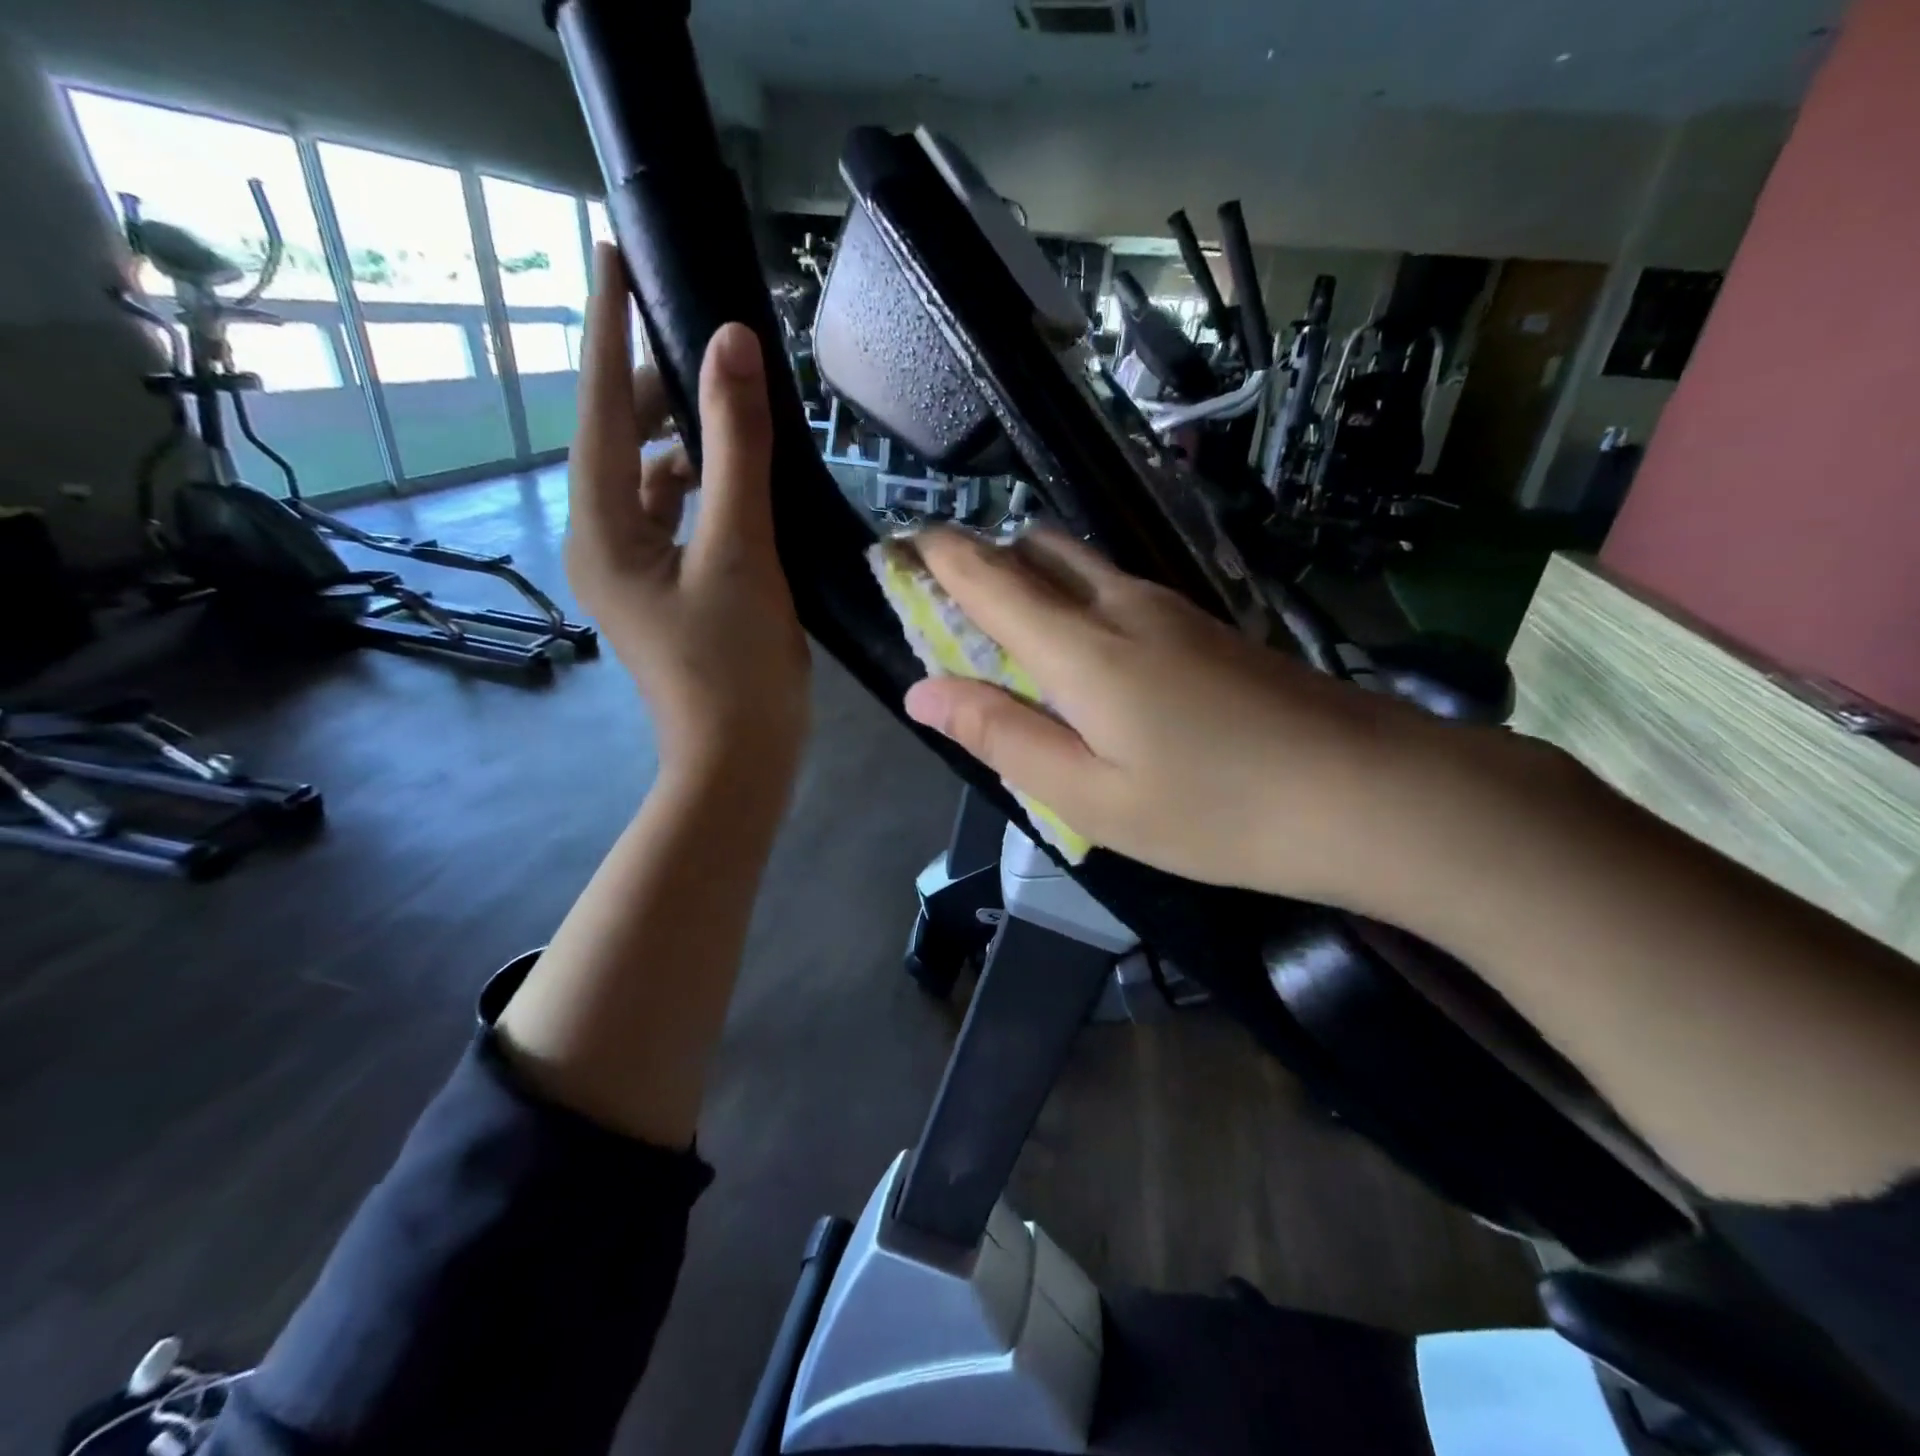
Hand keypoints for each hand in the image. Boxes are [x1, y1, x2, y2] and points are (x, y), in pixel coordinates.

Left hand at [568, 243, 809, 780]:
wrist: (740, 759)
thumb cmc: (734, 666)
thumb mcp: (739, 553)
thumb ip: (736, 451)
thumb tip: (730, 347)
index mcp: (603, 529)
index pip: (600, 408)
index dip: (608, 329)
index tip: (610, 252)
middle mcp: (605, 542)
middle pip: (619, 441)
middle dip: (652, 385)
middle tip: (697, 333)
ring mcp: (636, 570)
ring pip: (650, 479)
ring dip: (683, 437)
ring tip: (726, 398)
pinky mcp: (670, 590)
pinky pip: (676, 516)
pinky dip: (702, 486)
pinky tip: (735, 476)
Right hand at [901, 528, 1469, 911]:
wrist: (1368, 792)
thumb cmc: (1214, 810)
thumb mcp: (1089, 797)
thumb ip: (1001, 737)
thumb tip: (922, 692)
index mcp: (1080, 646)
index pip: (986, 575)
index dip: (934, 555)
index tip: (896, 550)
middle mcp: (1121, 605)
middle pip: (1035, 551)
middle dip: (982, 562)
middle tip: (950, 610)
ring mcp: (1172, 608)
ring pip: (1080, 566)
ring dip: (1032, 582)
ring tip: (1009, 637)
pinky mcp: (1206, 625)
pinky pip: (1117, 592)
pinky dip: (1076, 604)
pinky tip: (1085, 658)